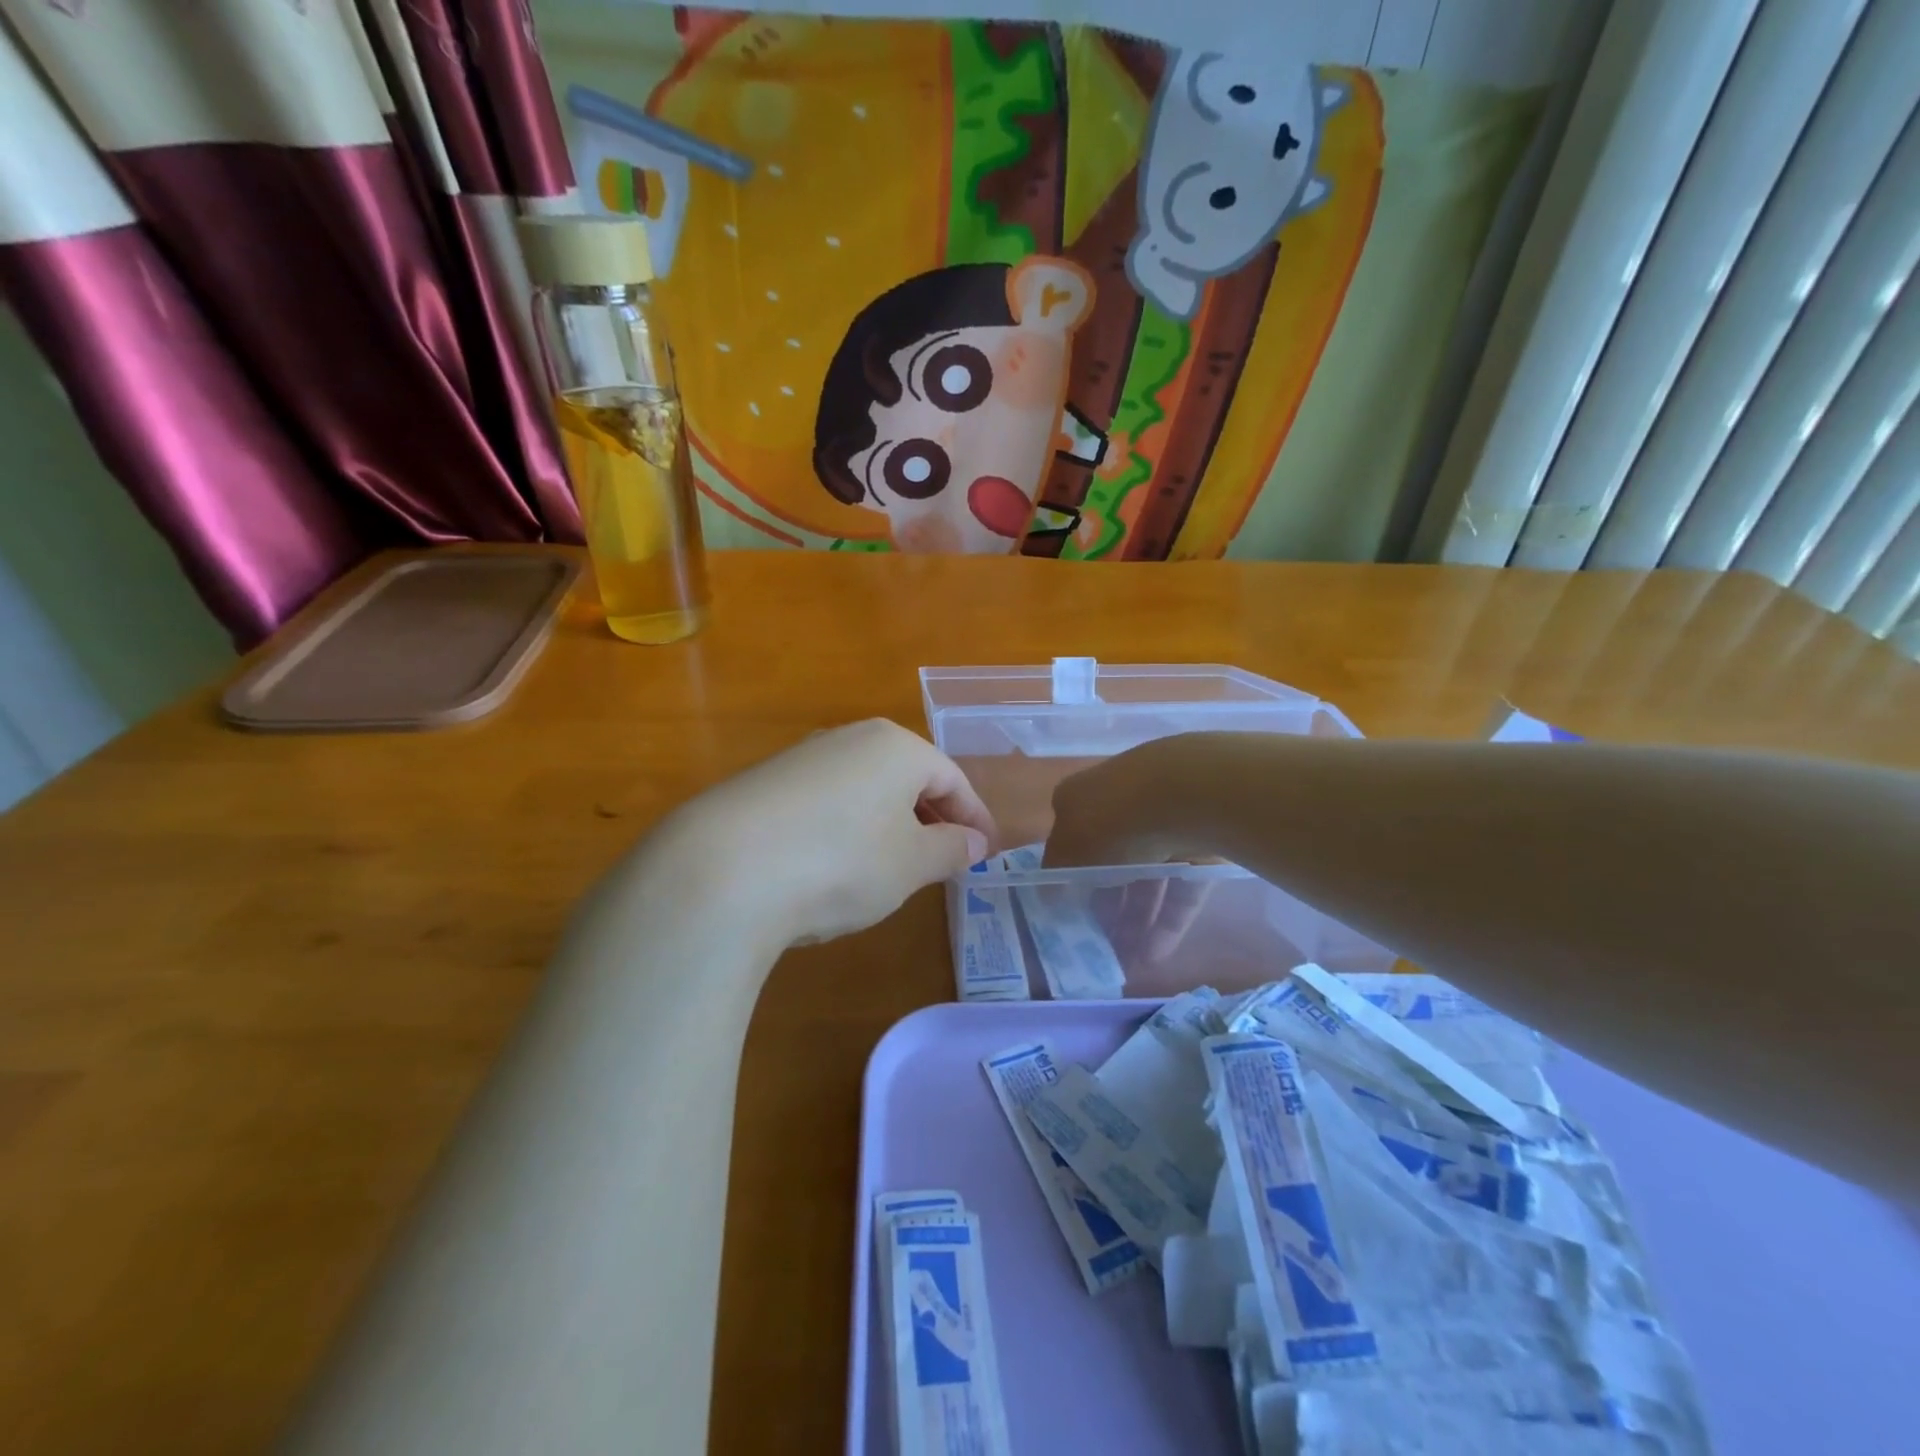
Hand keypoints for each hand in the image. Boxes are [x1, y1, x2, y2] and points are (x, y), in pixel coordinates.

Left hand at [649, 719, 995, 948]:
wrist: (721, 871)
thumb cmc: (841, 861)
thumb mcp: (910, 864)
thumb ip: (949, 849)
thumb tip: (972, 843)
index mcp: (895, 746)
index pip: (952, 778)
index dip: (975, 817)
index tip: (988, 854)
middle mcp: (849, 739)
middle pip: (907, 777)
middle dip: (932, 818)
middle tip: (946, 860)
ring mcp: (801, 758)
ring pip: (864, 789)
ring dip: (888, 824)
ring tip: (893, 867)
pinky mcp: (762, 784)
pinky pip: (824, 802)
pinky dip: (845, 829)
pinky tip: (834, 865)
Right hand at [1047, 738, 1220, 962]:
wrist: (1187, 797)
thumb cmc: (1111, 820)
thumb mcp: (1067, 850)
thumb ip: (1055, 875)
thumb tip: (1047, 894)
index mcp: (1082, 797)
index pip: (1069, 837)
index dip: (1067, 876)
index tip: (1067, 911)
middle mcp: (1121, 805)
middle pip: (1109, 861)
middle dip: (1103, 904)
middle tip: (1098, 942)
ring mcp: (1163, 824)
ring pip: (1147, 878)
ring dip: (1135, 920)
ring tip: (1127, 960)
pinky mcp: (1199, 846)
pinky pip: (1180, 888)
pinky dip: (1167, 920)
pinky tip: (1156, 955)